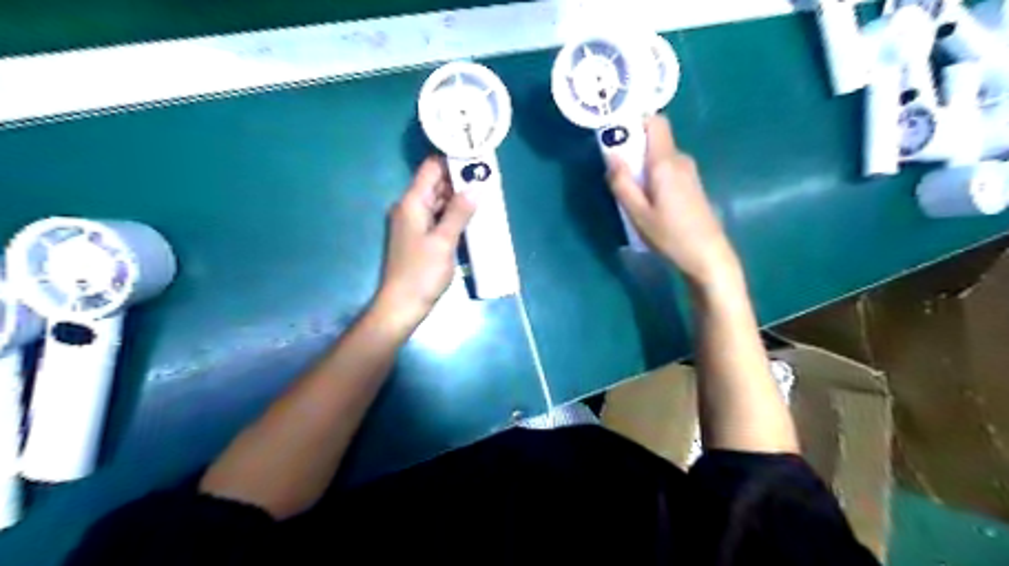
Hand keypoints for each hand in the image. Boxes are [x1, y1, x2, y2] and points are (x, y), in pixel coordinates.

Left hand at [374, 156, 476, 327]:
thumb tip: (476, 187)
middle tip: (487, 178)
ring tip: (485, 193)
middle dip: (460, 179)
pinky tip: (472, 216)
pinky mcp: (420, 237)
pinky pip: (438, 217)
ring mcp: (414, 223)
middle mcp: (410, 208)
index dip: (452, 160)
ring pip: (438, 201)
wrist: (402, 305)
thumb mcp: (444, 241)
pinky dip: (453, 214)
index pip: (431, 169)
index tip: (476, 158)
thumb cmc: (421, 273)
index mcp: (412, 203)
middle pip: (435, 184)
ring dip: (458, 198)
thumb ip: (459, 213)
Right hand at [606, 113, 738, 287]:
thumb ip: (622, 183)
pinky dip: (653, 176)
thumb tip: (611, 155)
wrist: (707, 255)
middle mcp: (680, 159)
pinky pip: (667, 168)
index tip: (617, 136)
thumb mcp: (638, 213)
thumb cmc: (670, 235)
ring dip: (642, 166)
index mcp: (665, 162)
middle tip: (616, 173)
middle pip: (654, 140)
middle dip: (633, 149)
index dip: (636, 122)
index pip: (655, 121)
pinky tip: (648, 201)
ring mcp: (689, 172)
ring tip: (630, 192)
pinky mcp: (691, 184)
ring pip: (659, 156)